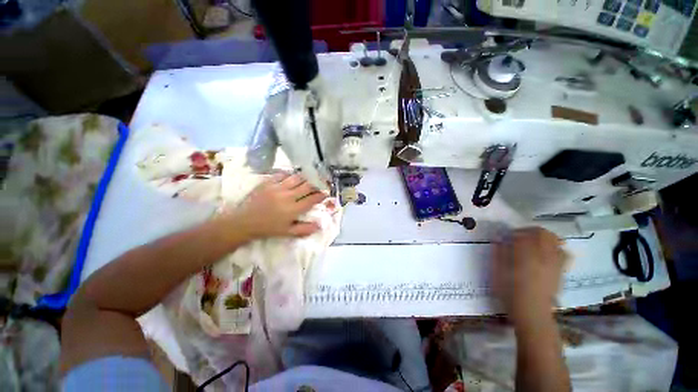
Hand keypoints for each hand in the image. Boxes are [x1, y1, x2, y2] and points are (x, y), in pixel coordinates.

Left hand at [222, 173, 326, 239]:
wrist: (244, 222)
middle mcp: (288, 196)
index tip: (325, 193)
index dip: (321, 195)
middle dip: (316, 184)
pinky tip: (292, 177)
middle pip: (307, 186)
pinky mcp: (268, 182)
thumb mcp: (287, 232)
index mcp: (293, 209)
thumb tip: (319, 225)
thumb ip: (304, 229)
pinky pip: (282, 174)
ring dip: (305, 178)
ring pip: (297, 178)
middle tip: (319, 184)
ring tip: (308, 179)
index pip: (312, 199)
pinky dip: (290, 175)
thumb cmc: (268, 228)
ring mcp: (277, 188)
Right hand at [493, 227, 566, 324]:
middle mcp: (543, 256)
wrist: (532, 312)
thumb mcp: (497, 271)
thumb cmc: (510, 291)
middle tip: (520, 236)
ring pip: (555, 240)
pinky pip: (564, 252)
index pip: (523, 234)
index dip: (514, 232)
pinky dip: (556, 248)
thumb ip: (498, 253)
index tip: (507, 237)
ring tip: (534, 242)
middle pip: (543, 233)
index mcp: (525, 255)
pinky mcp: (560, 270)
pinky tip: (547, 253)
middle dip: (530, 231)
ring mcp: (555, 262)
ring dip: (544, 237)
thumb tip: (499, 239)